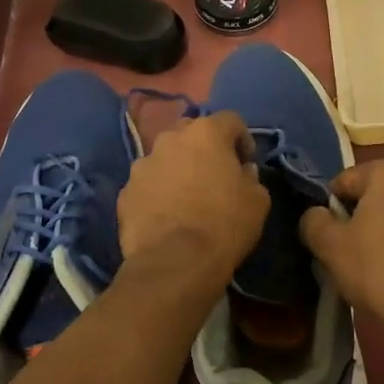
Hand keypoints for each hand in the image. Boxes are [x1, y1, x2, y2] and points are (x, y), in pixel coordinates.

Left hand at [118, 111, 268, 285]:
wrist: (175, 263)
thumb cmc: (224, 225)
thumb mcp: (258, 201)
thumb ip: (252, 177)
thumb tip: (243, 171)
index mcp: (206, 133)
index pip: (231, 119)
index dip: (242, 139)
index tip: (246, 163)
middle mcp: (170, 139)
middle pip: (192, 132)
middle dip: (204, 148)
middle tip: (215, 175)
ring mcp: (142, 164)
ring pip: (165, 157)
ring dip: (178, 169)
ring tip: (187, 197)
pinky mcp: (125, 192)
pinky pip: (147, 184)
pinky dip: (158, 192)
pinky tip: (167, 216)